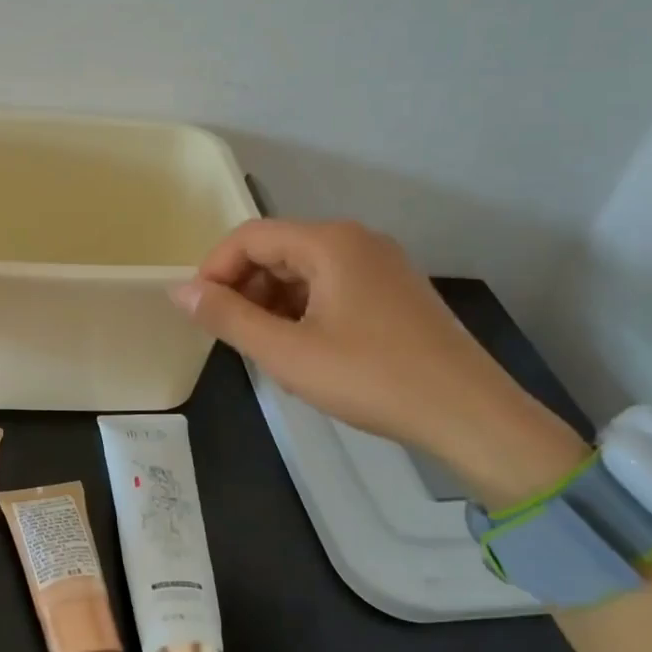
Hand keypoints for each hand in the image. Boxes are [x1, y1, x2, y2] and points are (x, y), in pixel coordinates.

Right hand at [172, 219, 587, 505]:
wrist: (472, 415)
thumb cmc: (372, 378)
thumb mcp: (288, 353)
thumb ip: (228, 318)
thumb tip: (179, 292)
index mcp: (330, 242)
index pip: (250, 236)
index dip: (214, 268)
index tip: (197, 310)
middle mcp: (357, 240)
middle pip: (278, 249)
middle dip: (244, 287)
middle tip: (230, 334)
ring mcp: (382, 264)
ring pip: (305, 269)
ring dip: (273, 300)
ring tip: (265, 346)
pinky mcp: (396, 291)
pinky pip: (333, 286)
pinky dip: (304, 309)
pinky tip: (304, 347)